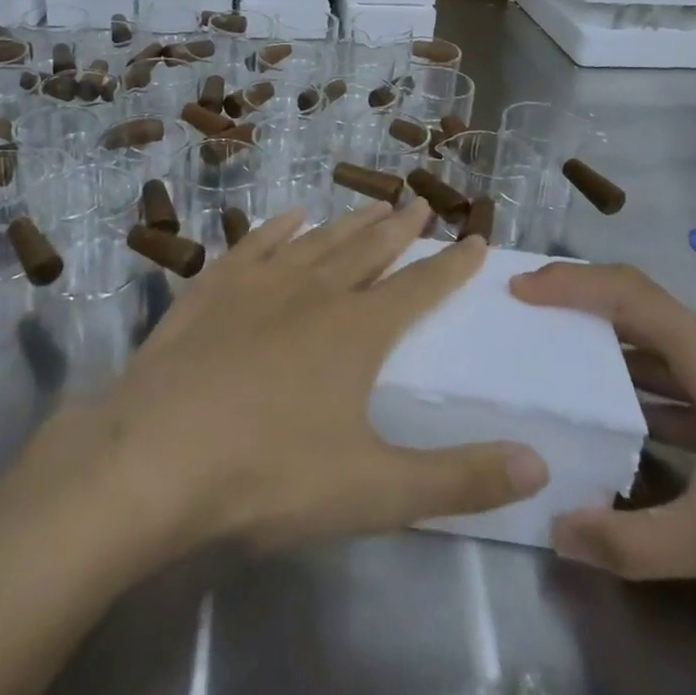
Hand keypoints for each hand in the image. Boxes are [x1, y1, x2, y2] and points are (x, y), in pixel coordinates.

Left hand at [49, 200, 549, 556]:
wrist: (157, 454)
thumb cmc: (269, 474)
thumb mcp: (375, 492)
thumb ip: (459, 480)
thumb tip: (539, 464)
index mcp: (356, 331)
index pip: (419, 288)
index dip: (450, 266)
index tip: (476, 239)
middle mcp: (313, 291)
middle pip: (368, 250)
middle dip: (400, 228)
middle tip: (419, 202)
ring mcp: (259, 282)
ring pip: (317, 240)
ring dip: (349, 221)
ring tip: (372, 203)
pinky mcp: (212, 286)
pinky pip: (255, 243)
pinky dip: (278, 226)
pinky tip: (290, 215)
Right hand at [512, 263, 695, 633]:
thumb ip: (637, 540)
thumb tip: (557, 533)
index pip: (627, 293)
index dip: (570, 283)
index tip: (519, 291)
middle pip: (637, 307)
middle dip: (578, 303)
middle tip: (523, 315)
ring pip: (657, 346)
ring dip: (605, 345)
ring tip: (553, 355)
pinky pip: (676, 383)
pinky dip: (637, 386)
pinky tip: (614, 416)